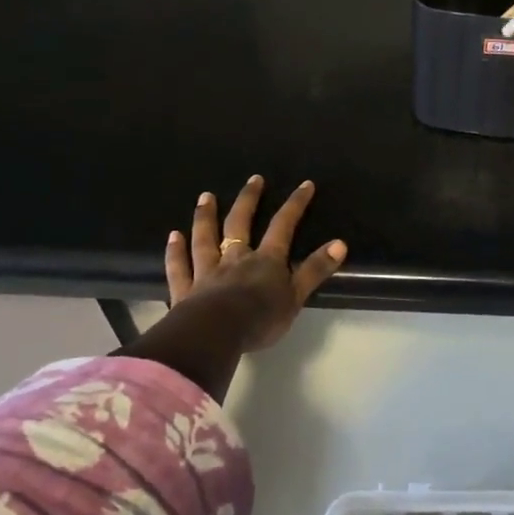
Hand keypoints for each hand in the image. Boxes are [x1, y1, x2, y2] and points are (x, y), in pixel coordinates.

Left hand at [164, 176, 346, 351]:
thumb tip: (340, 243)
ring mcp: (207, 273)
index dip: (295, 205)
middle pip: (240, 224)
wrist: (215, 334)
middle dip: (248, 200)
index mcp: (265, 261)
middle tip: (252, 179)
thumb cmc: (260, 318)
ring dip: (206, 217)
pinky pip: (179, 267)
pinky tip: (173, 236)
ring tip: (206, 197)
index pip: (283, 226)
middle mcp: (235, 259)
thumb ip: (315, 269)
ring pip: (205, 239)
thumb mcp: (296, 296)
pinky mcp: (184, 291)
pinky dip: (175, 251)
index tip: (305, 185)